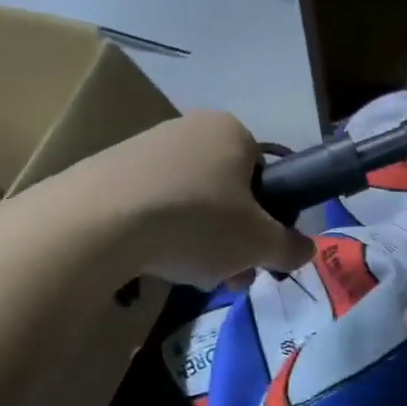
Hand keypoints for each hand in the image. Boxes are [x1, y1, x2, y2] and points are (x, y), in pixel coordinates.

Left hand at [96, 111, 311, 287]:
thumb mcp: (258, 243)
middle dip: (231, 240)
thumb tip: (306, 250)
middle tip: (227, 277)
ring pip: (189, 203)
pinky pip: (151, 205)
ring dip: (198, 242)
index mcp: (232, 131)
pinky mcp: (109, 170)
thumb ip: (290, 247)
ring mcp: (145, 147)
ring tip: (187, 275)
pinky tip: (150, 262)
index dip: (266, 221)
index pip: (265, 176)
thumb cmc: (197, 221)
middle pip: (226, 193)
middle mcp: (190, 128)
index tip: (256, 256)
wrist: (99, 221)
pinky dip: (158, 234)